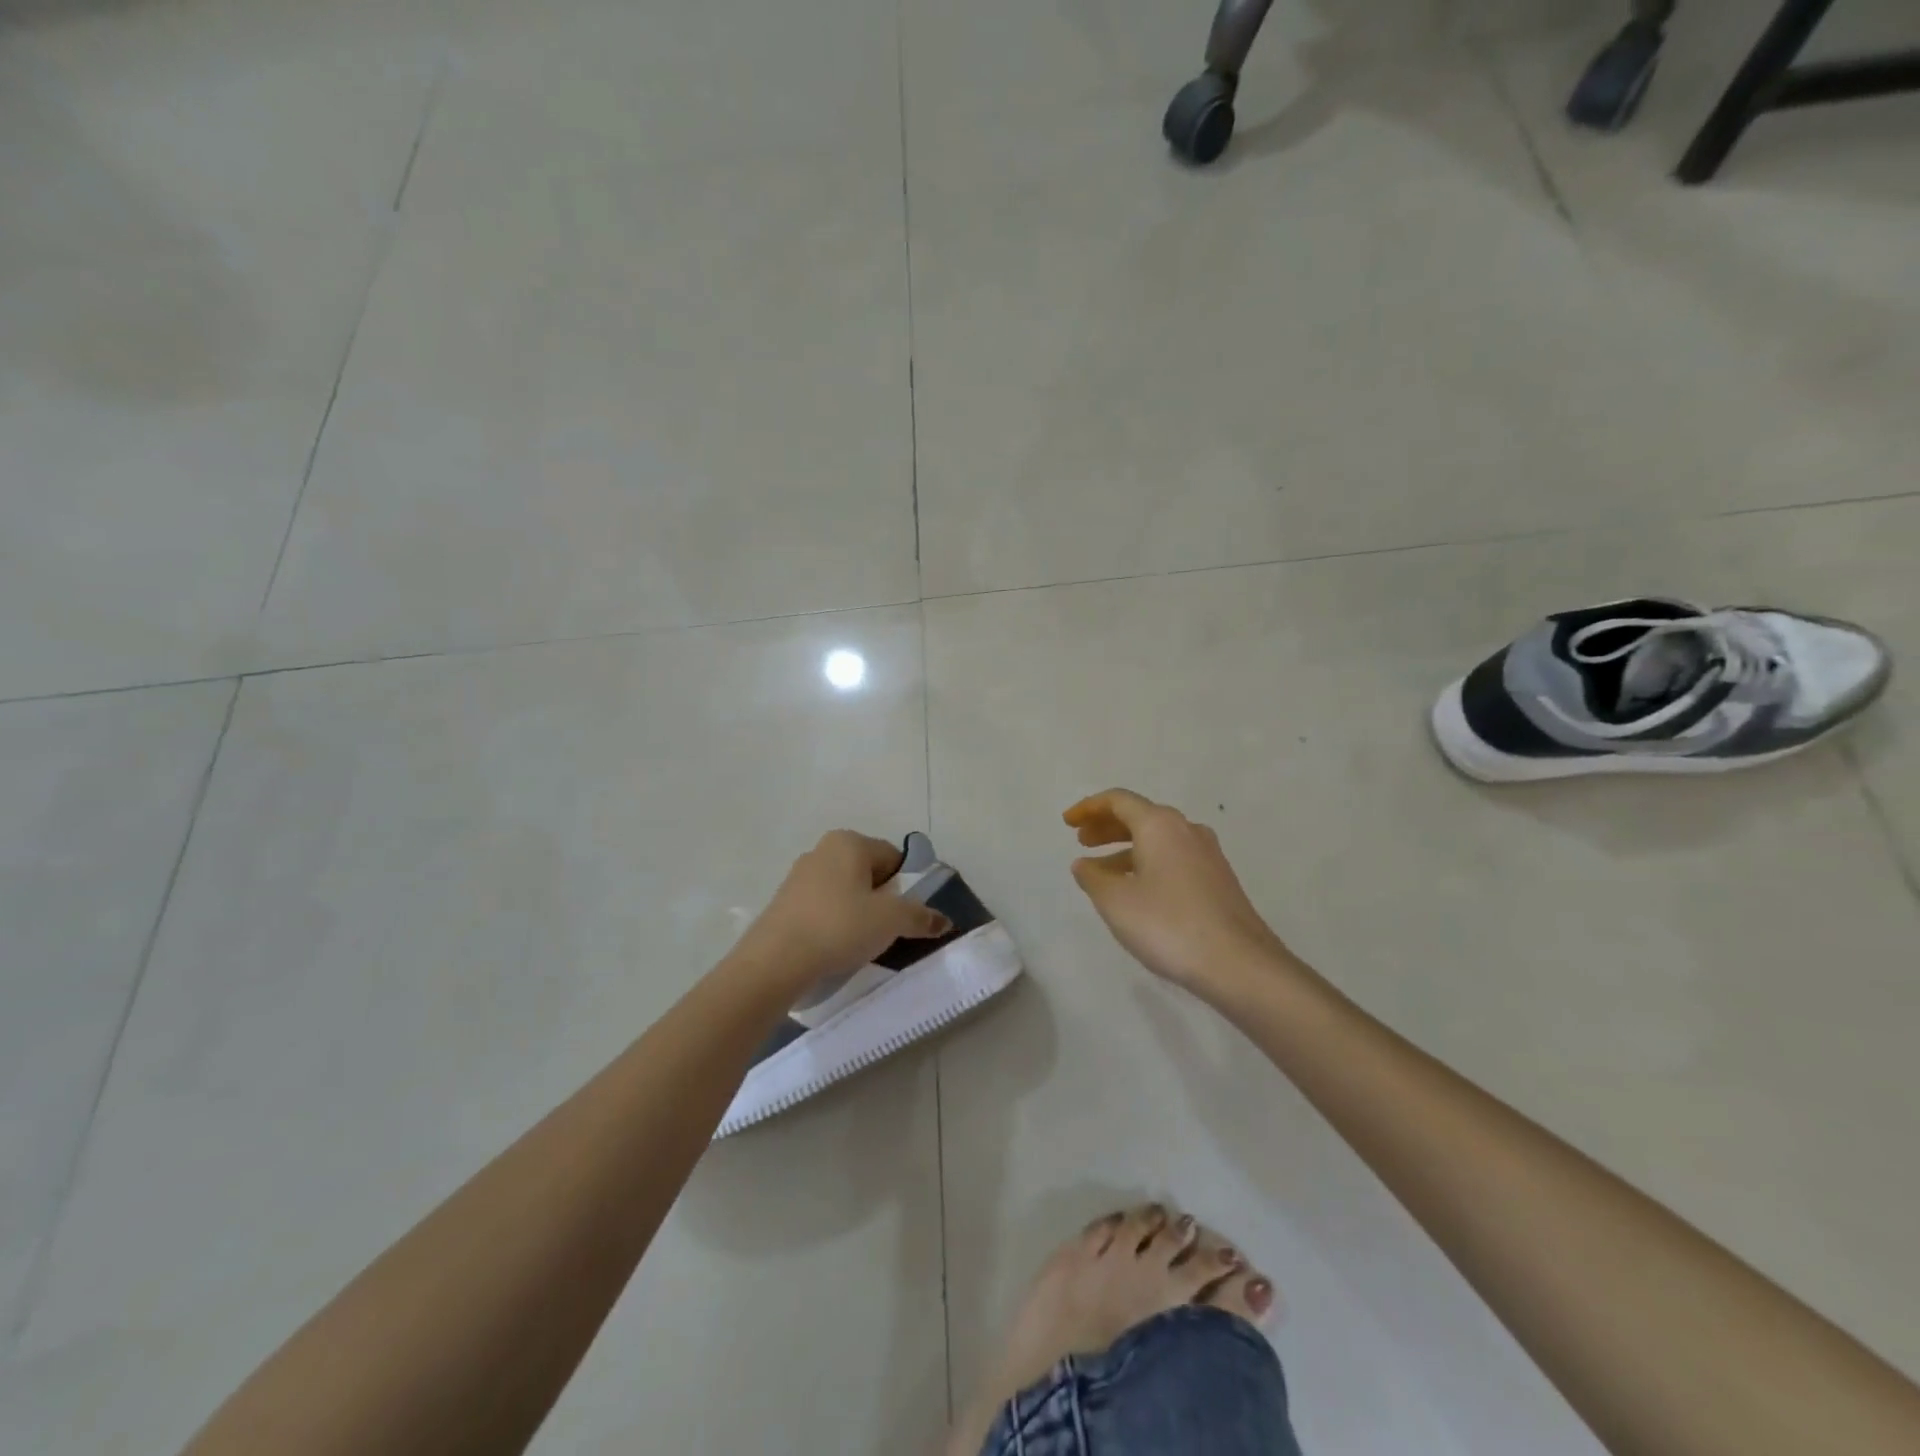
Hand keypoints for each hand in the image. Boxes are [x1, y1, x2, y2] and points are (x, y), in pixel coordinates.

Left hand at [734, 830, 950, 994]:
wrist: (775, 961)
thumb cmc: (839, 927)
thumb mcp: (891, 921)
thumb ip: (920, 916)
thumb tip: (944, 920)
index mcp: (849, 842)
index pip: (893, 858)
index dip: (905, 888)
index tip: (904, 917)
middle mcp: (823, 849)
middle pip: (869, 873)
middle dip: (881, 900)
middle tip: (884, 931)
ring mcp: (800, 875)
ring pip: (845, 891)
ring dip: (857, 913)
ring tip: (859, 943)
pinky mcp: (785, 901)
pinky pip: (823, 907)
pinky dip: (834, 923)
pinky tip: (834, 947)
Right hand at [1064, 789, 1291, 995]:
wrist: (1239, 964)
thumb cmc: (1168, 924)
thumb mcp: (1116, 901)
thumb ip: (1093, 877)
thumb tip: (1084, 864)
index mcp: (1159, 825)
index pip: (1118, 800)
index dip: (1088, 808)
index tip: (1068, 823)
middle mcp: (1186, 830)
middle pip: (1140, 816)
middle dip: (1107, 827)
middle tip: (1082, 842)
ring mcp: (1207, 855)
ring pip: (1158, 840)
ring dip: (1126, 849)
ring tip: (1102, 873)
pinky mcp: (1218, 879)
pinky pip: (1173, 858)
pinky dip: (1147, 864)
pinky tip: (1136, 892)